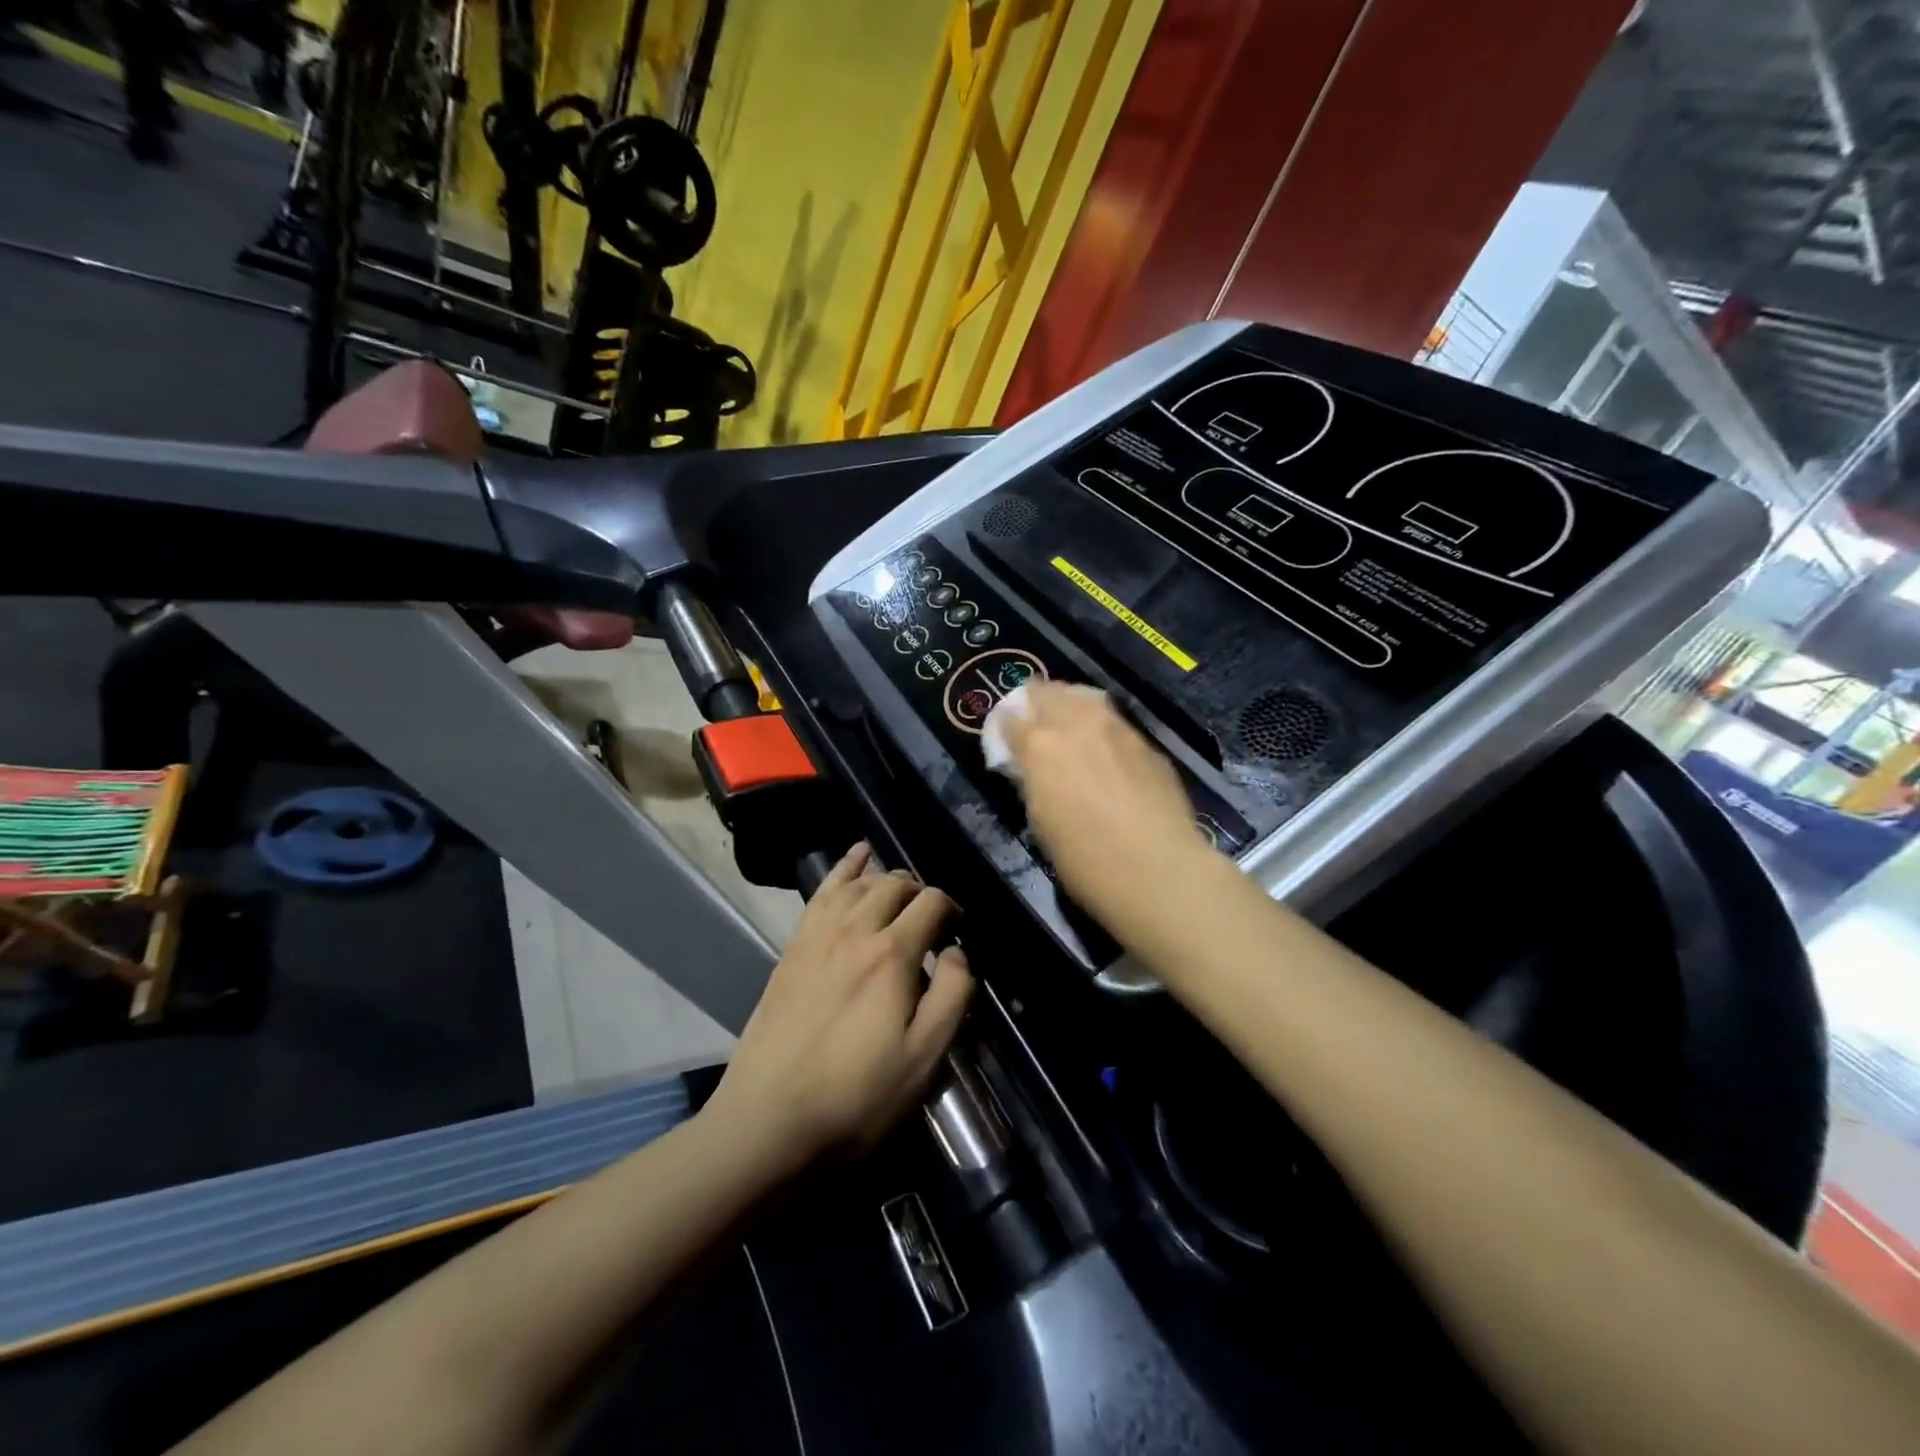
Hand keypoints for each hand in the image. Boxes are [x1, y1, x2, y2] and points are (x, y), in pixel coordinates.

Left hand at [707, 844, 972, 1169]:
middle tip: (931, 917)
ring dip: (885, 877)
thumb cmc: (857, 1095)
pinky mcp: (793, 947)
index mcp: (892, 954)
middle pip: (895, 885)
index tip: (958, 931)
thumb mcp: (924, 1058)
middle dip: (920, 891)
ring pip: (859, 883)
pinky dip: (843, 868)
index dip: (951, 909)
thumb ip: (951, 996)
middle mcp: (856, 930)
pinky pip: (822, 892)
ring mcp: (818, 935)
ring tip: (900, 885)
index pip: (931, 904)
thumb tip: (956, 952)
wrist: (769, 1119)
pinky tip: (855, 855)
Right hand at [995, 683, 1213, 929]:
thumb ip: (1033, 782)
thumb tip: (1031, 768)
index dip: (1003, 726)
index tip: (1004, 736)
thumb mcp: (1040, 822)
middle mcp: (1076, 724)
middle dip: (1035, 703)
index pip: (1010, 719)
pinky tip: (1106, 751)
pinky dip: (1101, 727)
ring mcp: (1116, 729)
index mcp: (1039, 747)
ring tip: (1069, 725)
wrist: (1158, 870)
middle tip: (1034, 724)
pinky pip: (1115, 722)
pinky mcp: (1146, 743)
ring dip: (1070, 705)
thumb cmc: (1085, 861)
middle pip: (1047, 692)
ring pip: (1084, 697)